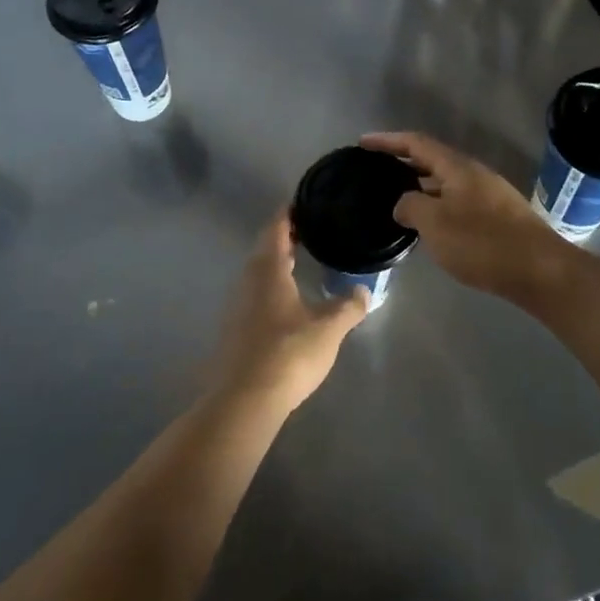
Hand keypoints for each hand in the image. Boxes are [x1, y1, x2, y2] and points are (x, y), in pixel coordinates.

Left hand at [212, 213, 367, 410]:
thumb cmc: (288, 352)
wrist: (245, 399)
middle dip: (286, 237)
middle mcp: (247, 280)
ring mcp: (237, 305)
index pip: (276, 227)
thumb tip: (364, 291)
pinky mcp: (235, 329)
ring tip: (302, 262)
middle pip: (265, 248)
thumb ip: (348, 307)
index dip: (289, 212)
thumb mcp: (328, 328)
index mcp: (268, 269)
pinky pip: (255, 295)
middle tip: (311, 230)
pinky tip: (288, 301)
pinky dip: (272, 287)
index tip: (304, 202)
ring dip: (277, 264)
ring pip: (258, 273)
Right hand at [361, 132, 574, 300]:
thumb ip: (410, 206)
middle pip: (432, 159)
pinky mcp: (498, 217)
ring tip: (395, 199)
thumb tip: (403, 202)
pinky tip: (428, 224)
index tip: (363, 143)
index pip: (416, 143)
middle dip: (403, 162)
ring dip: (420, 186)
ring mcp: (489, 195)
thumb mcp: (434, 223)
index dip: (388, 140)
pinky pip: (457, 201)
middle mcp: (474, 174)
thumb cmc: (482, 243)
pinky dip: (436, 204)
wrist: (540, 271)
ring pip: (445, 183)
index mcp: (457, 167)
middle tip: (375, 171)